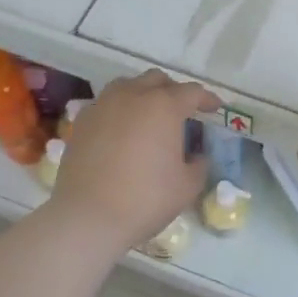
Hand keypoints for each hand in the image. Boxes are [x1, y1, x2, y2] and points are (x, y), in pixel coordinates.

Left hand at [45, 70, 220, 251]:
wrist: (88, 216)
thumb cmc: (145, 199)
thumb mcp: (187, 186)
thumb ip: (199, 164)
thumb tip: (197, 155)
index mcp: (164, 106)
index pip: (191, 92)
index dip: (207, 99)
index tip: (215, 109)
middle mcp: (133, 96)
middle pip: (157, 80)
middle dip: (173, 92)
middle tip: (182, 112)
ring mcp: (103, 105)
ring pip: (128, 86)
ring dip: (144, 95)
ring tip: (149, 117)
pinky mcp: (82, 121)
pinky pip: (106, 104)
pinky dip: (120, 110)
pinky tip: (122, 131)